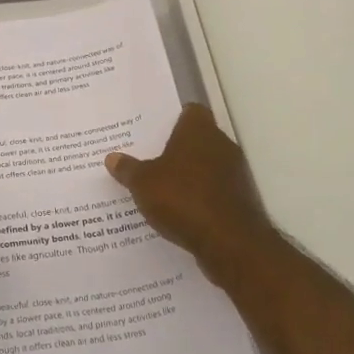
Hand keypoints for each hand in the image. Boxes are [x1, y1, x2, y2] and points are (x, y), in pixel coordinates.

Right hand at [105, 104, 281, 288]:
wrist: (228, 242)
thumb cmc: (182, 198)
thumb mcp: (143, 183)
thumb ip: (128, 169)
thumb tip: (112, 158)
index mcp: (198, 130)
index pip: (191, 112)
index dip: (174, 119)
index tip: (156, 130)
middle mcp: (221, 144)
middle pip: (199, 139)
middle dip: (179, 149)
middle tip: (152, 158)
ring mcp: (235, 172)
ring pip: (208, 165)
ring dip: (191, 175)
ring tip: (163, 187)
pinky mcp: (241, 199)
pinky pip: (215, 190)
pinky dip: (201, 197)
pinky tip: (181, 211)